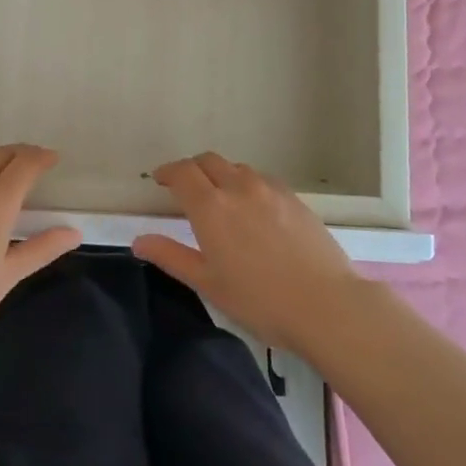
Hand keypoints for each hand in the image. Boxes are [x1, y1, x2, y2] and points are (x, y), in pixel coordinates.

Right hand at [133, 152, 366, 352]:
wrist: (326, 304)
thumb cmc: (260, 300)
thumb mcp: (208, 284)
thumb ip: (171, 256)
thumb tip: (138, 241)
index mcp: (210, 207)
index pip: (182, 173)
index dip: (167, 172)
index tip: (160, 180)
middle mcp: (237, 187)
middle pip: (208, 161)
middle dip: (192, 169)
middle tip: (186, 188)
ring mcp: (269, 189)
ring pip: (236, 168)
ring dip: (221, 175)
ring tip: (220, 199)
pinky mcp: (294, 197)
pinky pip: (262, 179)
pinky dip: (247, 184)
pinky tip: (254, 208)